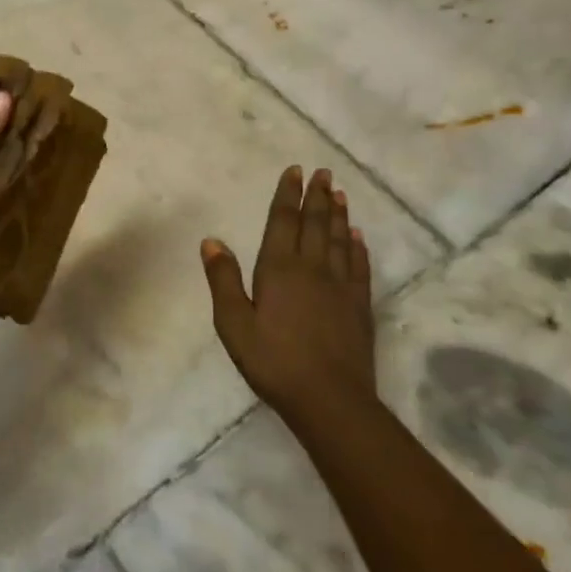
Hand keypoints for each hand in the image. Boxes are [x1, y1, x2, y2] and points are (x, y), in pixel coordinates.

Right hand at [201, 166, 375, 425]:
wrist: (330, 400)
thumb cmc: (273, 361)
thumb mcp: (234, 324)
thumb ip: (224, 279)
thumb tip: (211, 241)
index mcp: (279, 268)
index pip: (283, 221)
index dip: (288, 194)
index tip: (295, 171)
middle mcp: (312, 268)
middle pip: (315, 223)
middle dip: (316, 196)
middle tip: (323, 172)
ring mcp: (340, 286)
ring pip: (339, 239)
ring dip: (338, 214)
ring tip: (339, 193)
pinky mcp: (359, 306)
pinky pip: (359, 266)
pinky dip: (358, 247)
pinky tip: (358, 236)